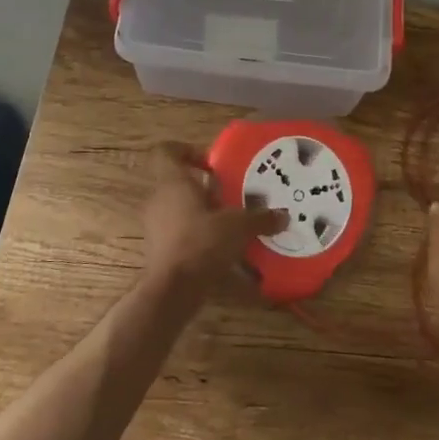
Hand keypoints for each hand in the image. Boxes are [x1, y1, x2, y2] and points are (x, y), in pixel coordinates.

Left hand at [142, 143, 286, 298]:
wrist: (172, 289)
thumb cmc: (202, 242)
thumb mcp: (238, 227)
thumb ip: (260, 218)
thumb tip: (283, 216)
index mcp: (173, 182)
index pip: (167, 151)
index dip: (187, 150)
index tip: (212, 162)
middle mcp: (159, 199)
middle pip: (179, 181)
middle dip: (205, 187)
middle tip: (231, 194)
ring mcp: (156, 225)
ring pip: (180, 208)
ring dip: (204, 212)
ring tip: (232, 223)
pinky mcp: (159, 249)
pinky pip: (180, 232)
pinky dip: (199, 235)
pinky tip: (224, 249)